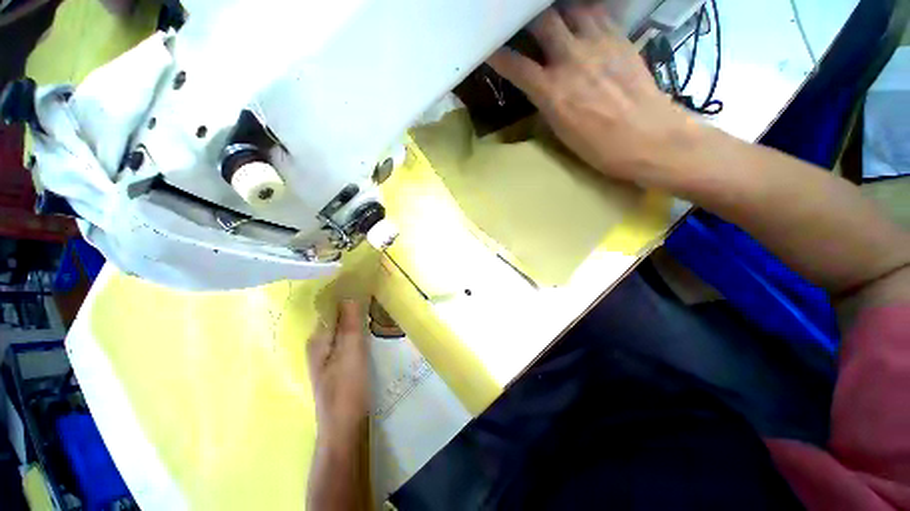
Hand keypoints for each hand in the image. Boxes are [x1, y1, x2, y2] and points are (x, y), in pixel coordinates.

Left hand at [307, 300, 369, 439]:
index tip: (363, 283)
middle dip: (352, 304)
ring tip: (375, 305)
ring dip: (356, 317)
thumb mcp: (351, 352)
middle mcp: (320, 345)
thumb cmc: (347, 388)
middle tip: (374, 293)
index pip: (329, 308)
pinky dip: (358, 330)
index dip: (345, 294)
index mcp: (318, 339)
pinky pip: (349, 339)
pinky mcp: (340, 365)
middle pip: (336, 317)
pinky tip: (371, 328)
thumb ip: (350, 324)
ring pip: (344, 328)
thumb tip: (348, 295)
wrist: (345, 428)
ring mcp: (329, 356)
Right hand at [488, 6, 699, 186]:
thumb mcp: (561, 132)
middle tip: (523, 20)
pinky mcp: (620, 38)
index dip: (499, 55)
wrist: (648, 137)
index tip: (490, 47)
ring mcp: (598, 44)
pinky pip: (600, 11)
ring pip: (572, 7)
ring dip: (558, 9)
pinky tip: (582, 15)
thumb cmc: (599, 146)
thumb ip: (547, 102)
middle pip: (542, 21)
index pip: (516, 65)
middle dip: (527, 18)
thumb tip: (540, 88)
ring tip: (554, 14)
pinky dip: (586, 10)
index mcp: (552, 92)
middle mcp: (571, 60)